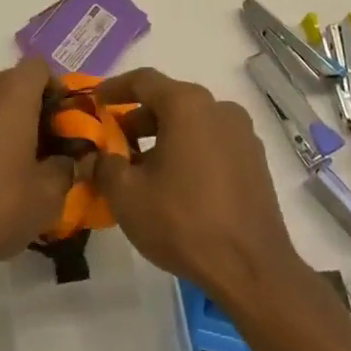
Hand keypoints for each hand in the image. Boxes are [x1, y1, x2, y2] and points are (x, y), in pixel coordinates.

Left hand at [0, 59, 75, 276]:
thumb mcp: (46, 197)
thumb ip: (66, 168)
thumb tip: (67, 159)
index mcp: (11, 90)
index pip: (41, 69)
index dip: (56, 91)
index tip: (62, 125)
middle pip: (12, 84)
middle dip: (29, 110)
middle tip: (41, 151)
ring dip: (0, 121)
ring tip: (6, 165)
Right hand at [91, 68, 306, 308]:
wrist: (252, 270)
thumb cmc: (183, 222)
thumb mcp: (127, 195)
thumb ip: (104, 166)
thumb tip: (94, 157)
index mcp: (187, 105)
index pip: (143, 81)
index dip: (115, 88)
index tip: (96, 100)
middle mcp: (218, 108)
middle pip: (170, 100)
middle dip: (139, 118)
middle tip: (116, 143)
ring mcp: (242, 134)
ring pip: (193, 123)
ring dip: (165, 137)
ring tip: (143, 168)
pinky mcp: (256, 161)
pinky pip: (213, 142)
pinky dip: (190, 151)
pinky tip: (177, 183)